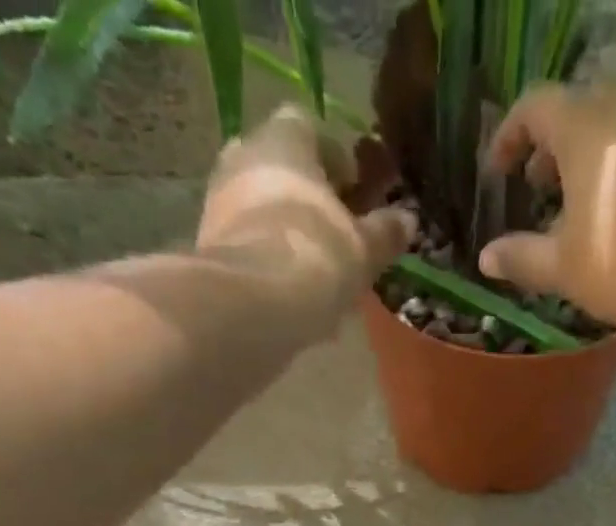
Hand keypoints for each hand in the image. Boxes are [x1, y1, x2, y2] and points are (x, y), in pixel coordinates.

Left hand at [196, 106, 415, 336]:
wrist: (252, 307)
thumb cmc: (316, 258)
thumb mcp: (363, 249)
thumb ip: (384, 232)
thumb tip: (407, 220)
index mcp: (284, 139)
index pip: (310, 127)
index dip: (336, 159)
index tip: (355, 194)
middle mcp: (244, 155)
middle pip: (281, 167)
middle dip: (307, 197)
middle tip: (335, 234)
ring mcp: (218, 200)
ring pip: (261, 208)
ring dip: (286, 231)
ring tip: (315, 272)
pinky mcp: (207, 246)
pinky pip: (246, 244)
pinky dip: (267, 260)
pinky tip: (289, 292)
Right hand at [479, 84, 615, 336]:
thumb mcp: (563, 268)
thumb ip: (521, 257)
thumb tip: (486, 257)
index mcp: (583, 125)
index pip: (534, 107)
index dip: (509, 137)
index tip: (498, 171)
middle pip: (574, 113)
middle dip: (548, 149)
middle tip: (534, 188)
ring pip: (609, 131)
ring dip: (583, 162)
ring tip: (572, 210)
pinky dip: (614, 172)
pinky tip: (611, 218)